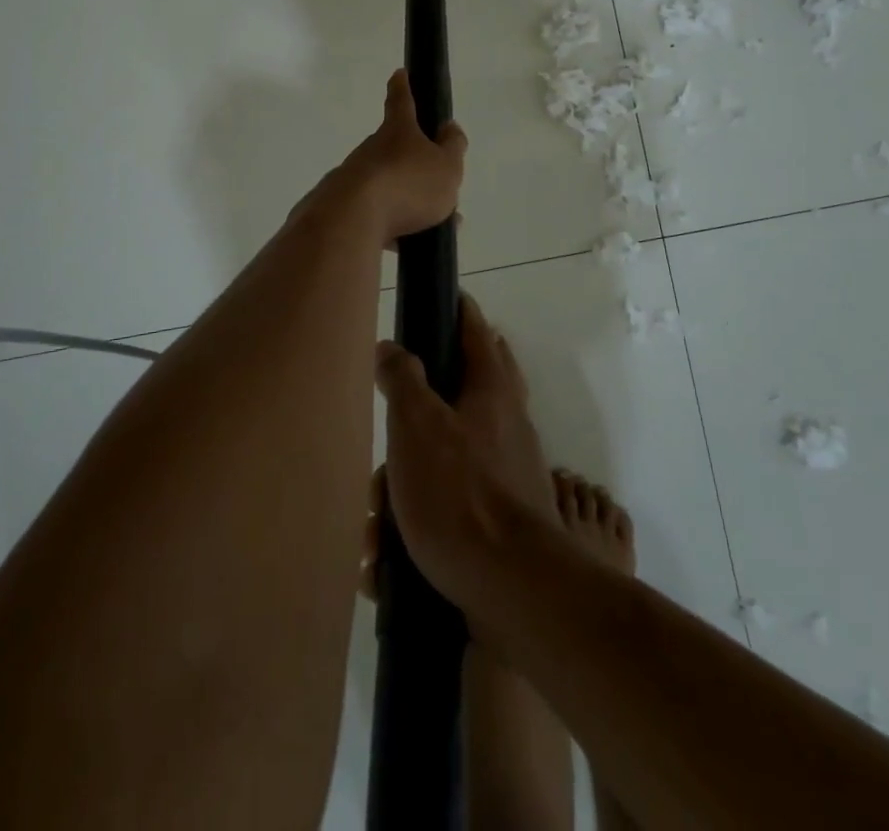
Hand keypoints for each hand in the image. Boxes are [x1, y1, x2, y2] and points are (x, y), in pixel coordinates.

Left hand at [328, 69, 466, 241]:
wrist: (352, 220)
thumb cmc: (408, 185)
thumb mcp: (447, 166)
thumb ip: (453, 147)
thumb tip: (449, 128)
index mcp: (397, 132)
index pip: (401, 101)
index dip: (403, 86)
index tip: (399, 73)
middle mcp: (371, 149)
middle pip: (395, 150)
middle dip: (415, 164)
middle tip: (437, 185)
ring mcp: (353, 177)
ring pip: (387, 185)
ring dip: (408, 200)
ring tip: (432, 224)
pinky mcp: (341, 207)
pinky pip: (374, 214)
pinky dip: (392, 226)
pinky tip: (406, 245)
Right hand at [373, 297, 553, 609]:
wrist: (514, 589)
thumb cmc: (460, 493)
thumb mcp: (417, 425)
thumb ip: (403, 379)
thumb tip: (392, 347)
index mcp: (492, 391)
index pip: (476, 330)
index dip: (459, 310)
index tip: (443, 298)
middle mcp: (509, 423)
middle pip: (469, 389)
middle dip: (425, 400)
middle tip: (394, 412)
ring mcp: (511, 471)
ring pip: (452, 456)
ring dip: (409, 477)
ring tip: (374, 512)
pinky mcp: (504, 517)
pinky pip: (453, 504)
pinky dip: (419, 519)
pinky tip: (386, 554)